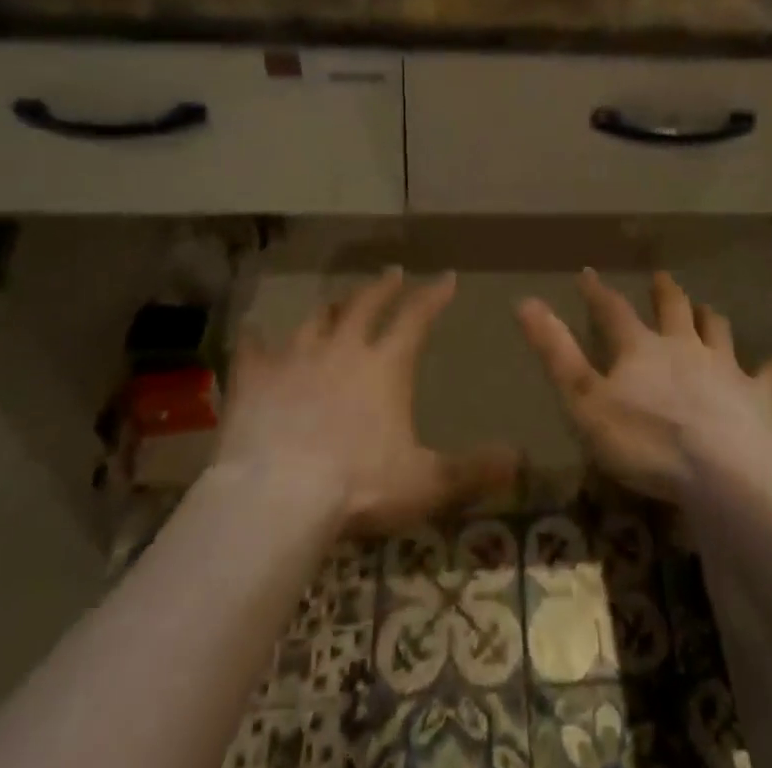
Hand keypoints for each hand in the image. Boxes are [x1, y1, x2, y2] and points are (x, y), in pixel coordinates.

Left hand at [217, 270, 517, 533]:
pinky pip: (253, 349)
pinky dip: (255, 339)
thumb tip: (520, 459)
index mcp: (385, 366)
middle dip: (383, 286)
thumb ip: (472, 470)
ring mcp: (295, 359)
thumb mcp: (425, 483)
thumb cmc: (357, 487)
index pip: (416, 318)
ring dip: (332, 308)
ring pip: (316, 320)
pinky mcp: (254, 379)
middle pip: (366, 305)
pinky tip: (251, 330)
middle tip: (392, 272)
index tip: (447, 277)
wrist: (276, 498)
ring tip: (338, 301)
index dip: (434, 296)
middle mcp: (343, 349)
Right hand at [518, 270, 771, 503]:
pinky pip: (767, 377)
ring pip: (718, 332)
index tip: (588, 274)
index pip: (612, 311)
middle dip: (666, 294)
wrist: (726, 472)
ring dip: (711, 319)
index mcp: (641, 349)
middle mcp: (684, 347)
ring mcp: (725, 369)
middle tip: (664, 278)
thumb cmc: (646, 440)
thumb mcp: (585, 400)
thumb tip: (524, 301)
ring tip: (709, 310)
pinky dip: (770, 370)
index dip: (598, 293)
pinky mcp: (759, 398)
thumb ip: (556, 352)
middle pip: (674, 311)